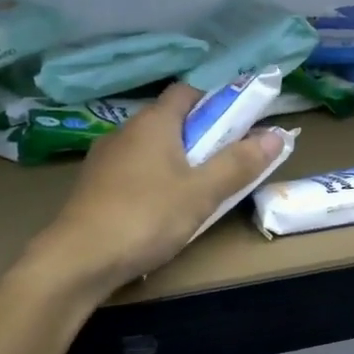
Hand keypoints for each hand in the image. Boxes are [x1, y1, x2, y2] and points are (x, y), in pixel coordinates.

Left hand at [35, 83, 283, 290]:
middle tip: (228, 161)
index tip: (240, 123)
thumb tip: (276, 134)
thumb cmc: (146, 217)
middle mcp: (126, 131)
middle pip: (171, 121)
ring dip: (178, 159)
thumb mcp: (202, 192)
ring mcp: (105, 159)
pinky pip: (134, 171)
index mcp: (153, 123)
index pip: (187, 92)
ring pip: (152, 148)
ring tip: (200, 189)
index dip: (216, 101)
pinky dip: (155, 179)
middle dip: (202, 135)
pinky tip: (163, 209)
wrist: (77, 260)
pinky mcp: (94, 187)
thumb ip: (239, 163)